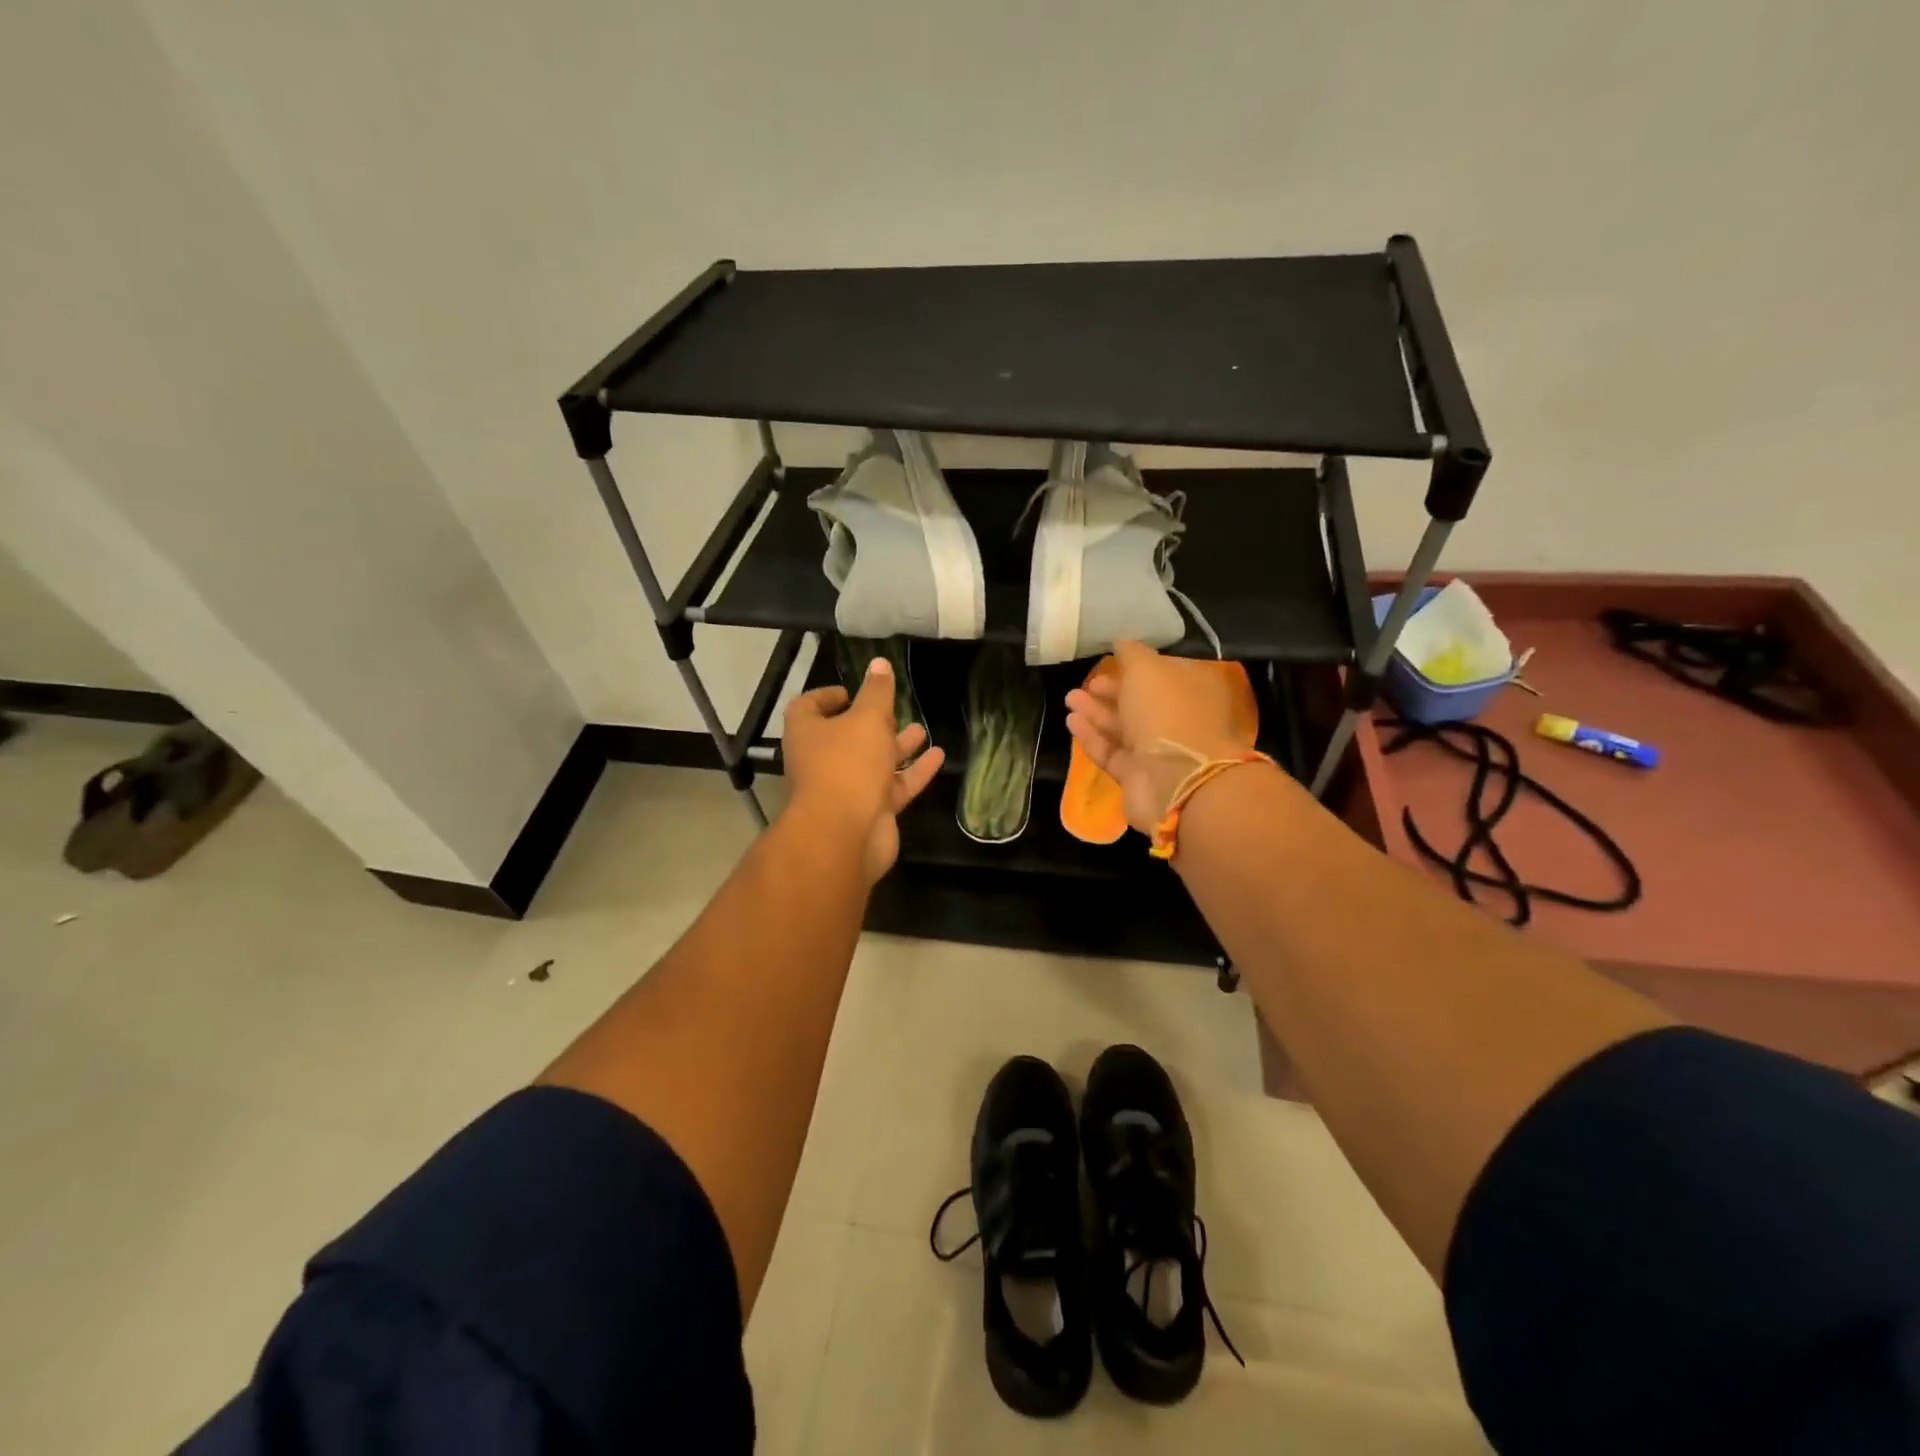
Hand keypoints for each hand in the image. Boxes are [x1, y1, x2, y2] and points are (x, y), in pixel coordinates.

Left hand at [782, 657, 943, 882]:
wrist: (845, 834)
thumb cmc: (848, 764)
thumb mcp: (866, 719)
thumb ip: (877, 692)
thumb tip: (879, 663)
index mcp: (808, 732)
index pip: (810, 706)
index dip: (829, 696)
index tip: (853, 691)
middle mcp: (822, 759)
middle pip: (846, 736)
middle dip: (872, 723)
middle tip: (894, 710)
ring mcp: (846, 788)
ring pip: (873, 762)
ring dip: (896, 746)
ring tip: (921, 729)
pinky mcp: (870, 810)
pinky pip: (894, 786)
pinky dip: (914, 772)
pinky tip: (938, 756)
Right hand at [1063, 640, 1248, 833]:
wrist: (1175, 779)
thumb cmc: (1166, 712)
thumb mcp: (1147, 669)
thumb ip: (1131, 653)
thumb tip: (1121, 642)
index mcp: (1192, 691)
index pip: (1162, 675)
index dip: (1135, 668)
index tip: (1109, 661)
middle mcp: (1178, 721)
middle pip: (1141, 703)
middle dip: (1112, 691)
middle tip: (1085, 684)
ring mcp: (1159, 752)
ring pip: (1124, 728)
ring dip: (1096, 712)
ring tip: (1069, 699)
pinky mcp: (1138, 777)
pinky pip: (1112, 752)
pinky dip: (1092, 737)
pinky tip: (1071, 722)